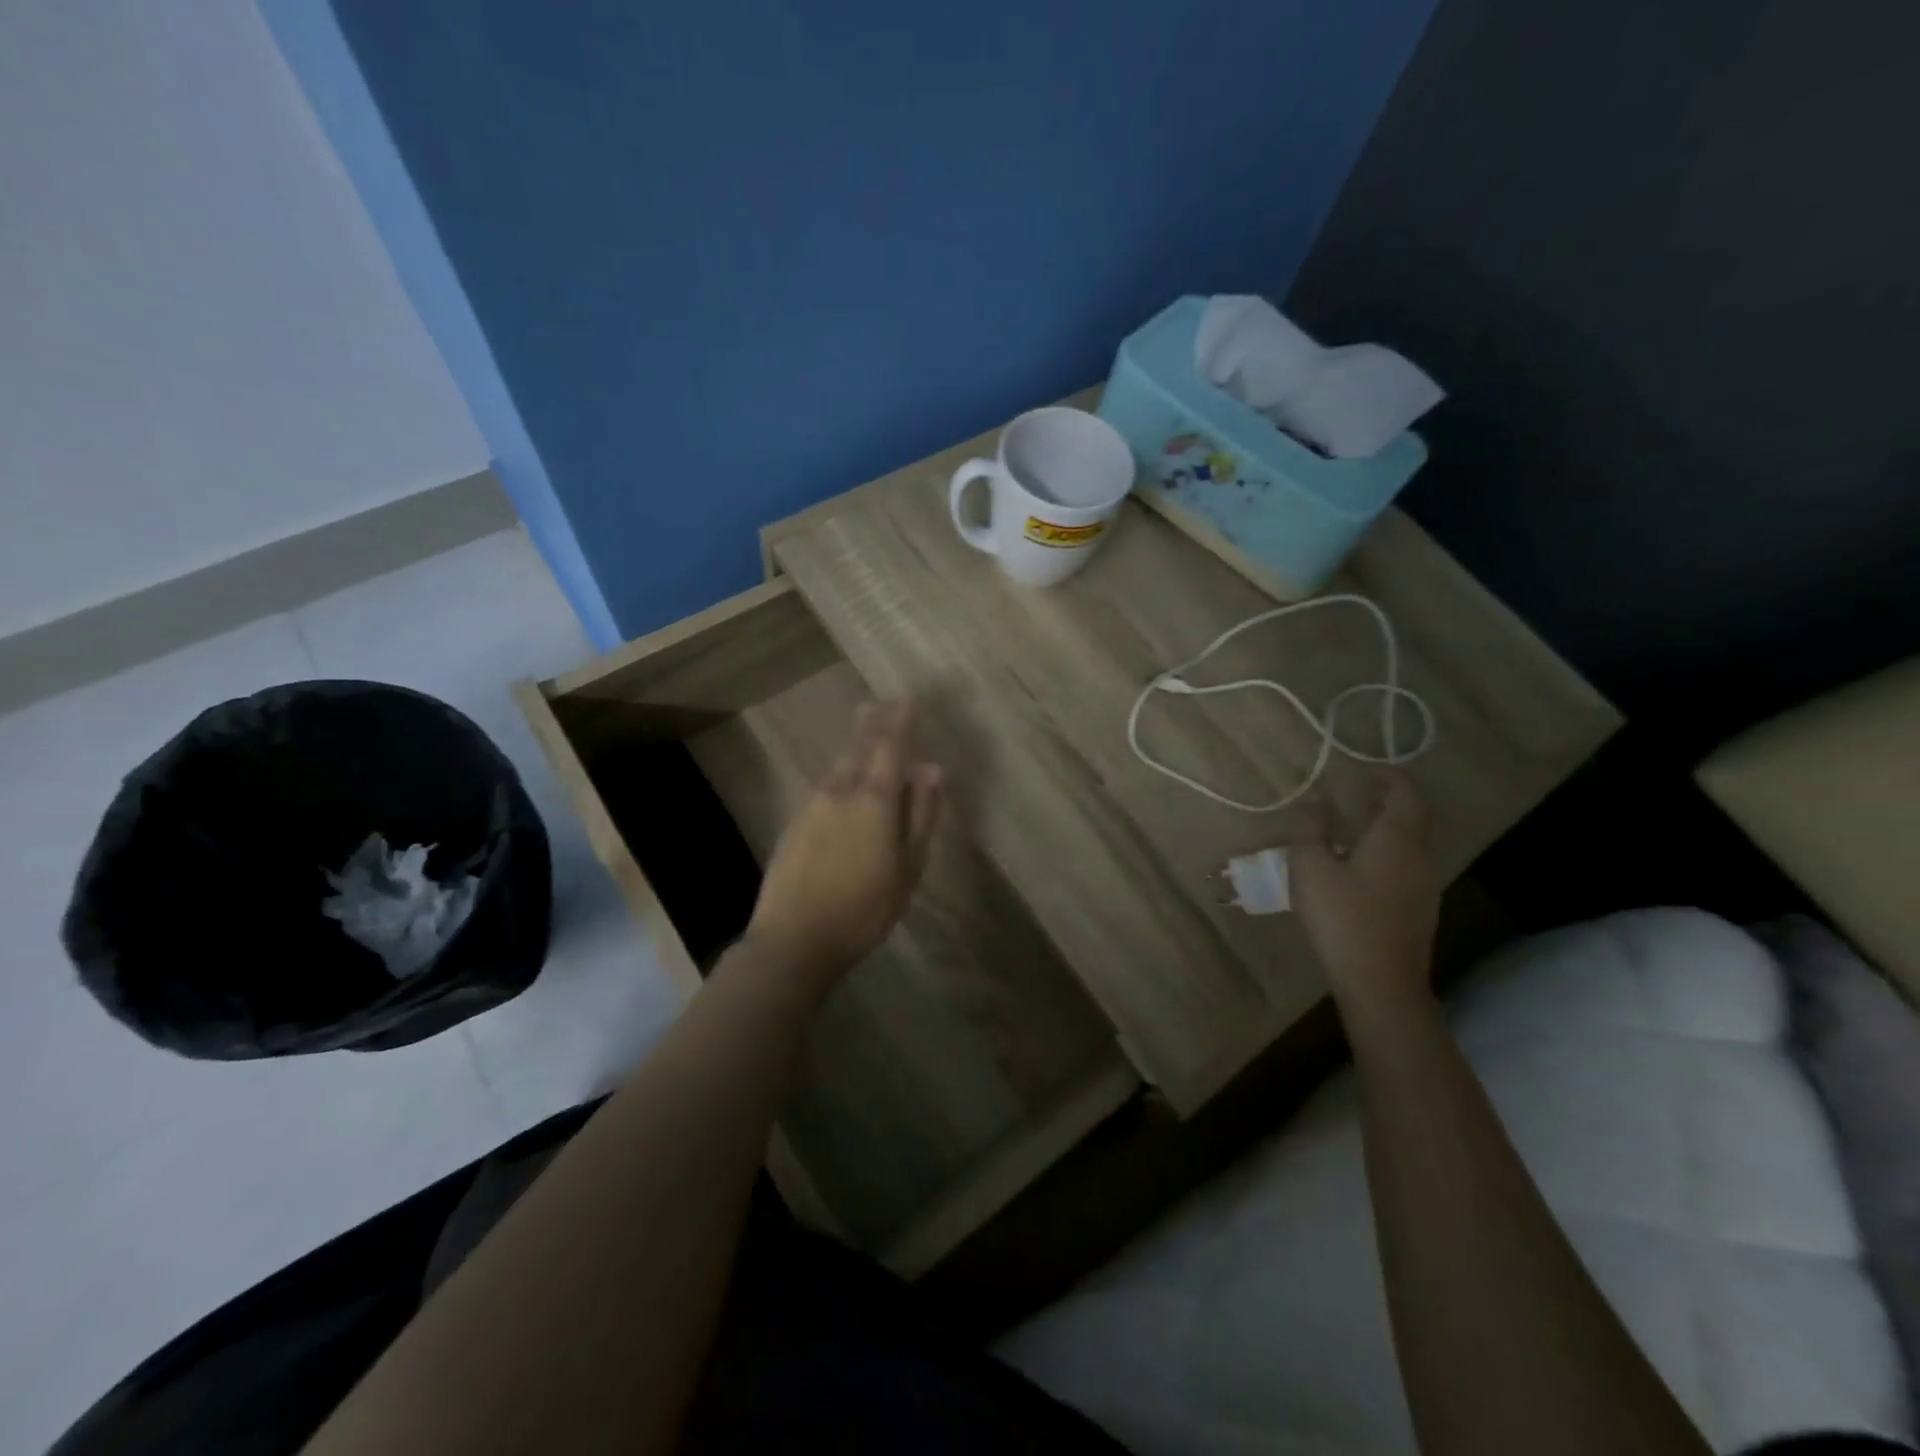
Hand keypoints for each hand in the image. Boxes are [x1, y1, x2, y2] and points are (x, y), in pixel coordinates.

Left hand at [747, 700, 943, 976]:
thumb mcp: (908, 867)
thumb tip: (931, 769)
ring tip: (863, 735)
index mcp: (874, 800)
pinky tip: (842, 782)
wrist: (794, 938)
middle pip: (857, 748)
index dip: (899, 722)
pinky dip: (839, 775)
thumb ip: (920, 815)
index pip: (889, 747)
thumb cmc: (864, 908)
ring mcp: (812, 807)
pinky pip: (824, 787)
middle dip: (871, 724)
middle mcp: (840, 792)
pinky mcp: (795, 825)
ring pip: (838, 767)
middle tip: (878, 704)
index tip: (906, 700)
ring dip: (852, 748)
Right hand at [1292, 775, 1440, 1014]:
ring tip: (1352, 829)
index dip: (1388, 777)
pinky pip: (1406, 868)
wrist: (1380, 983)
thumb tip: (1314, 805)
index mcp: (1396, 838)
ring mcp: (1424, 886)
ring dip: (1388, 829)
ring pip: (1411, 844)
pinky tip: (1358, 869)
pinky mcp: (1419, 911)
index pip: (1404, 794)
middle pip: (1414, 817)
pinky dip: (1386, 854)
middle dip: (1391, 801)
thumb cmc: (1342, 917)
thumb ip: (1310, 831)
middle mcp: (1418, 856)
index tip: (1365, 770)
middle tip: (1359, 794)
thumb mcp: (1310, 867)